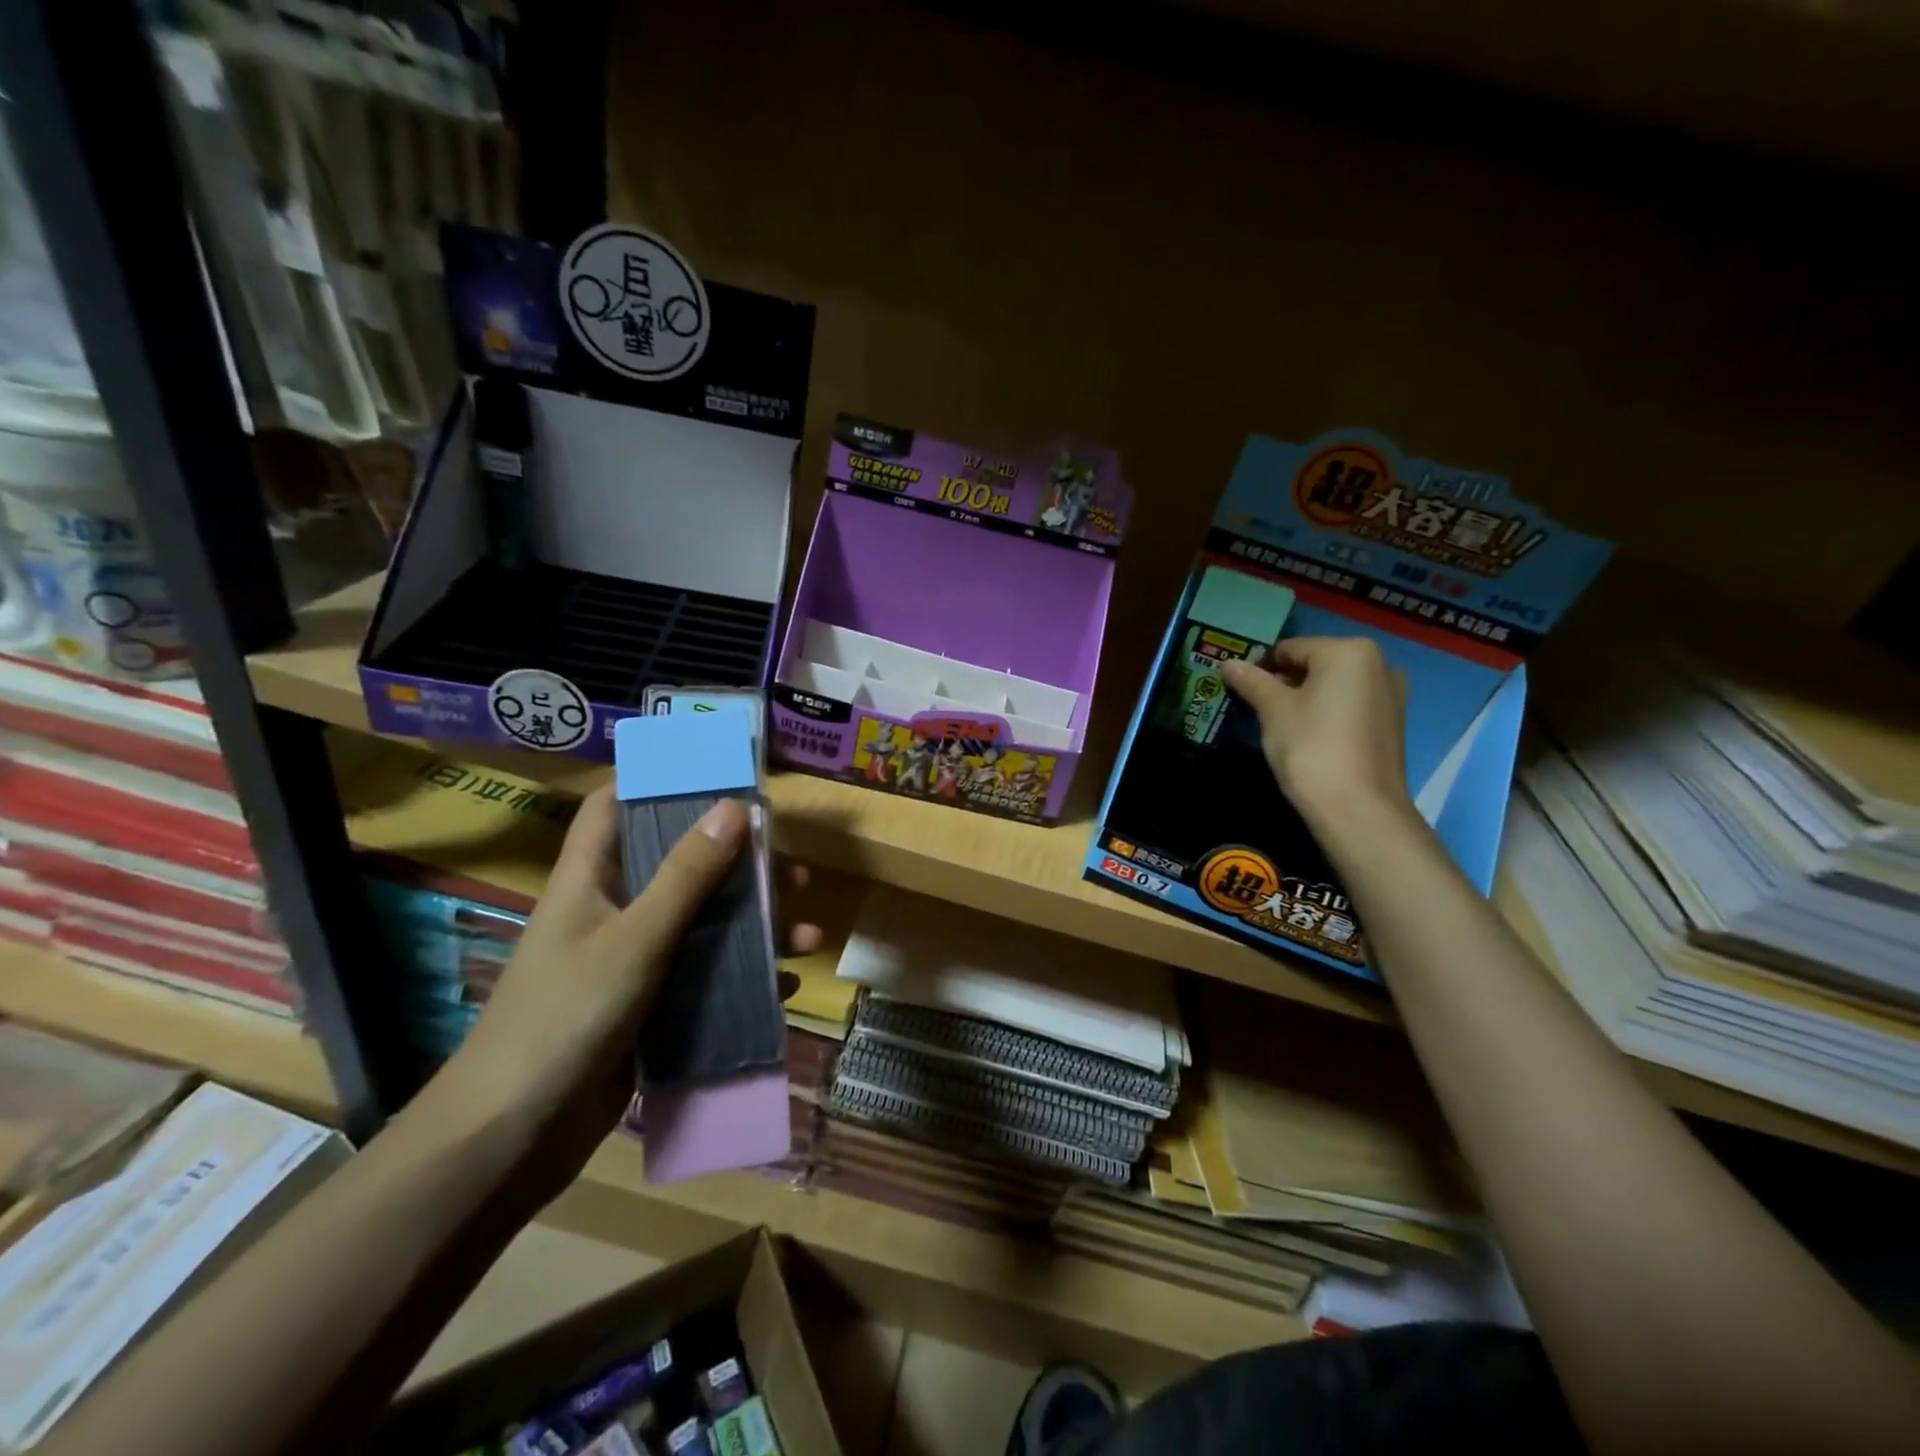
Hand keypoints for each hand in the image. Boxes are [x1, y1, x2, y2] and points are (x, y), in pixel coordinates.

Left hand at [439, 786, 820, 1188]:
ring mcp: (630, 964)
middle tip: (790, 871)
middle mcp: (611, 913)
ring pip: (701, 926)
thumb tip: (735, 806)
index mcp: (589, 881)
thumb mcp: (634, 940)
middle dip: (737, 865)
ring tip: (806, 934)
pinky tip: (783, 989)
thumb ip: (686, 876)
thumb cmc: (563, 1020)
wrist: (510, 1141)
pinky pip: (704, 979)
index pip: (614, 809)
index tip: (716, 777)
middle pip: (678, 867)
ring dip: (754, 927)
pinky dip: (743, 980)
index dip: (655, 783)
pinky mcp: (648, 1010)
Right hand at [1220, 636, 1413, 834]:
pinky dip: (1326, 713)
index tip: (1239, 688)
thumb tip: (1227, 662)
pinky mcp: (1392, 723)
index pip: (1291, 648)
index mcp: (1349, 651)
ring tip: (1277, 723)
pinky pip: (1349, 706)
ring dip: (1304, 698)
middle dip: (1284, 681)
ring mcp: (1390, 695)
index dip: (1260, 666)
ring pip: (1333, 686)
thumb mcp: (1274, 711)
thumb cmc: (1311, 748)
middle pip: (1315, 664)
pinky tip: (1307, 736)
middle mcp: (1378, 664)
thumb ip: (1252, 682)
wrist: (1358, 809)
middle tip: (1255, 706)